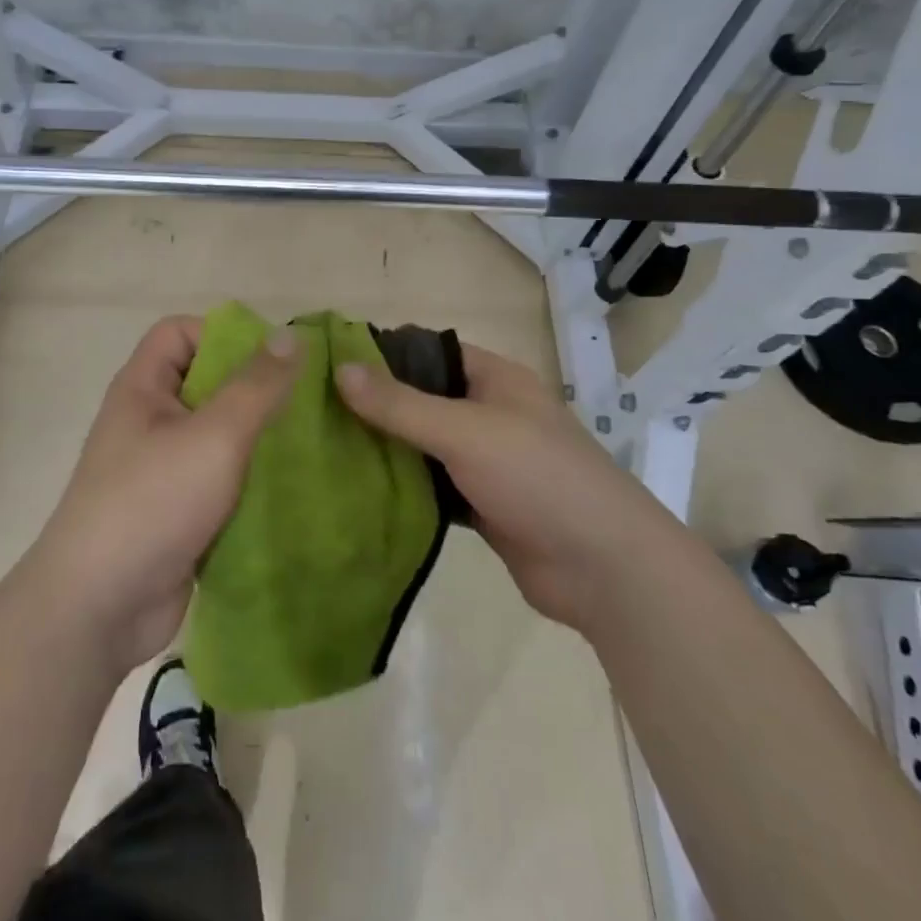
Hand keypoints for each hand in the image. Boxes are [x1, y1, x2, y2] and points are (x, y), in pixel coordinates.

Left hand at [28, 315, 299, 673]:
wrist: (98, 610)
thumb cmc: (152, 503)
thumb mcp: (214, 436)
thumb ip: (256, 386)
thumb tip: (293, 335)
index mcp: (143, 388)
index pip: (180, 332)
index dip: (223, 334)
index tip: (274, 358)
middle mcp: (150, 421)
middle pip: (206, 383)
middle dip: (256, 388)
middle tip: (308, 401)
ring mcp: (163, 470)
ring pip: (219, 435)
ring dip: (260, 438)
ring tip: (311, 443)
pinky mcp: (179, 512)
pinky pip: (222, 480)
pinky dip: (252, 480)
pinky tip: (294, 488)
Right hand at [337, 345, 636, 632]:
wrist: (604, 568)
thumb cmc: (537, 477)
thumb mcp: (465, 431)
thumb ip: (401, 404)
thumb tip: (341, 369)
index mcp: (495, 379)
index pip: (430, 351)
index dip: (385, 354)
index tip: (330, 364)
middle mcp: (490, 413)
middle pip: (423, 399)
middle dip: (377, 404)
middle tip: (316, 410)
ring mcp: (487, 462)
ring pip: (425, 446)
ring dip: (387, 448)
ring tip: (325, 447)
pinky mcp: (482, 505)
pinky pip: (433, 487)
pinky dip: (403, 487)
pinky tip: (360, 489)